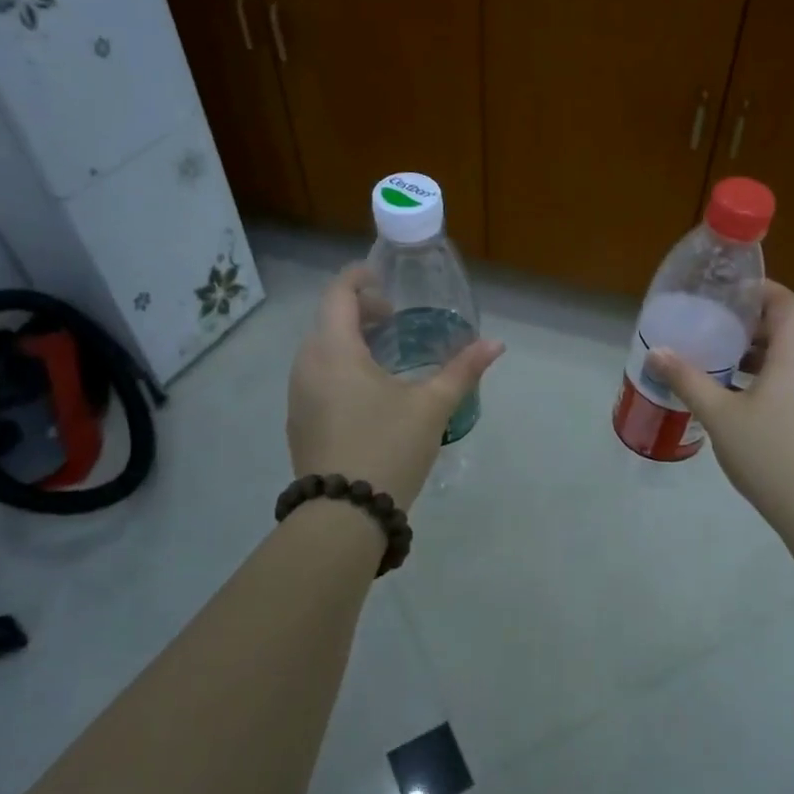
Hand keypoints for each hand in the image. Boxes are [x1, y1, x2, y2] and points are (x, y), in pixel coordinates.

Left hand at [287, 265, 503, 509]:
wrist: (343, 515)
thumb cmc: (388, 447)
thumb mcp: (431, 407)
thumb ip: (463, 370)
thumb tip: (495, 344)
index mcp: (334, 350)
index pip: (338, 292)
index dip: (361, 278)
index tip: (388, 284)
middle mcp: (307, 365)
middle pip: (328, 319)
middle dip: (360, 312)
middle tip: (396, 322)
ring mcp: (298, 395)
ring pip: (321, 350)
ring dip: (350, 342)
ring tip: (387, 358)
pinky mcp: (299, 422)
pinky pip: (317, 377)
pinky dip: (340, 369)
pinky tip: (369, 395)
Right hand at [647, 282, 793, 533]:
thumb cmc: (768, 453)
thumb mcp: (719, 415)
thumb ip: (687, 380)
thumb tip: (656, 353)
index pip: (785, 302)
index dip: (760, 290)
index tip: (729, 291)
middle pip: (787, 330)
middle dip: (750, 326)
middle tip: (713, 328)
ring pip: (792, 359)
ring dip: (759, 355)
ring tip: (721, 364)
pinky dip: (772, 378)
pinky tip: (743, 401)